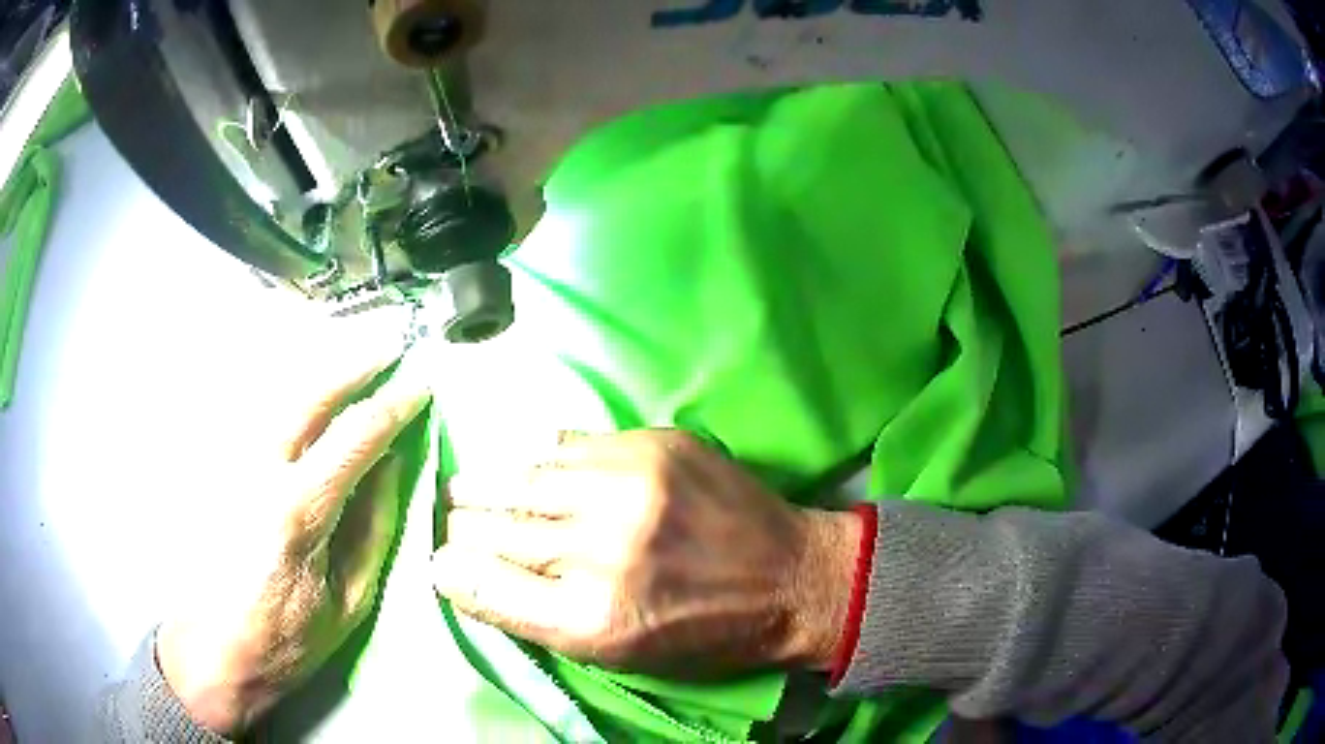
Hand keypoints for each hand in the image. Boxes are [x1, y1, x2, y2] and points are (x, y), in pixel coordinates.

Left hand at [157, 345, 431, 734]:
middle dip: (353, 364)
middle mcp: (259, 473)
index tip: (420, 386)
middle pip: (309, 396)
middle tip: (389, 344)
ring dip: (321, 370)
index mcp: (299, 512)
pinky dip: (289, 394)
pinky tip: (308, 392)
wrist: (218, 649)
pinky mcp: (217, 469)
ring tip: (355, 358)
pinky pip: (258, 416)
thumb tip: (391, 464)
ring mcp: (231, 465)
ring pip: (278, 395)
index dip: (392, 406)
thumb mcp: (350, 601)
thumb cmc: (290, 638)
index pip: (354, 437)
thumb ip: (373, 528)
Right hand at [432, 430, 861, 677]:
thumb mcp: (615, 655)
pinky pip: (564, 444)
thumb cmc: (703, 633)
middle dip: (461, 525)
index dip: (449, 570)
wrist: (791, 577)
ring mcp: (630, 486)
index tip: (440, 562)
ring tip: (472, 489)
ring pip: (518, 475)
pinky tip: (531, 471)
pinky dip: (538, 462)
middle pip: (488, 524)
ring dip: (486, 485)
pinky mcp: (654, 444)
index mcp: (591, 619)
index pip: (479, 582)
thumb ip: (533, 617)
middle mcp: (602, 548)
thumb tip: (461, 574)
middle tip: (454, 522)